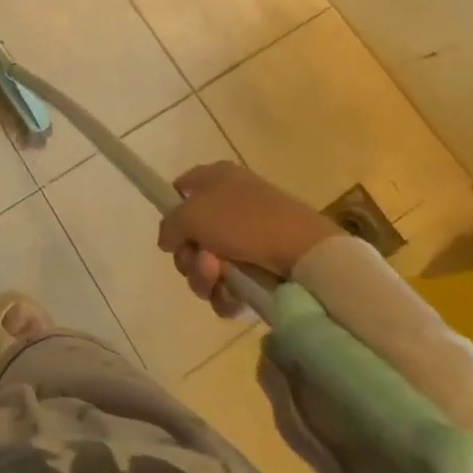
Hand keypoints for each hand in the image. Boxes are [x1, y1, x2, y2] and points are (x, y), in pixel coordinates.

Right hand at [157, 161, 342, 311]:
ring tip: (218, 278)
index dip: (172, 210)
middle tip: (200, 260)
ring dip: (204, 276)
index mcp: (217, 178)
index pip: (182, 188)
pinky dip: (226, 293)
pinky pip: (230, 285)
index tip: (172, 233)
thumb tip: (168, 241)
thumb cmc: (243, 221)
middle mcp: (231, 204)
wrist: (304, 253)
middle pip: (191, 234)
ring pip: (208, 264)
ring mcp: (248, 239)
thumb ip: (169, 226)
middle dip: (188, 254)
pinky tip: (233, 294)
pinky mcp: (262, 269)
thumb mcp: (192, 215)